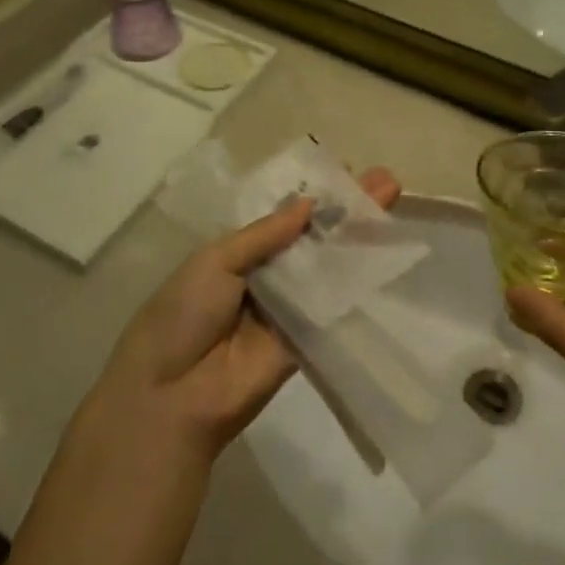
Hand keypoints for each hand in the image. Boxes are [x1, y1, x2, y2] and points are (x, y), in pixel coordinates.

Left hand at [91, 168, 402, 463]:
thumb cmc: (182, 313)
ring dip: (361, 237)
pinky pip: (335, 306)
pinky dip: (360, 280)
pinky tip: (387, 251)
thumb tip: (309, 204)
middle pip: (316, 238)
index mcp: (241, 253)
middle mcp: (271, 276)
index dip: (317, 196)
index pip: (287, 218)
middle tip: (386, 180)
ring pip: (331, 267)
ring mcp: (291, 307)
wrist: (171, 393)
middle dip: (348, 210)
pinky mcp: (308, 339)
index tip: (348, 170)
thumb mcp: (215, 260)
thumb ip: (265, 235)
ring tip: (393, 199)